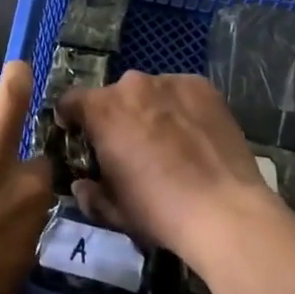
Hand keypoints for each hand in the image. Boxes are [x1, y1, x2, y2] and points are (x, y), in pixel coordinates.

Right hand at [57, 71, 274, 266]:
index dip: (70, 118)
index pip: (70, 100)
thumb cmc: (158, 211)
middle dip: (115, 117)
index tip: (78, 135)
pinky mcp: (202, 87)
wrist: (224, 211)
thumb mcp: (114, 210)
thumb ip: (90, 193)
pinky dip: (180, 108)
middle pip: (113, 96)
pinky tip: (194, 135)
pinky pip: (181, 93)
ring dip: (149, 110)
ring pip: (149, 92)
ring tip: (168, 141)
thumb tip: (83, 184)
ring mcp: (170, 82)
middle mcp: (132, 85)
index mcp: (102, 110)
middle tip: (130, 146)